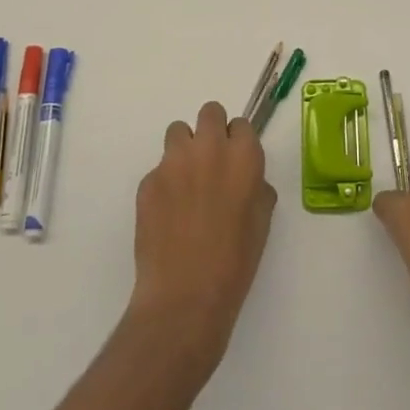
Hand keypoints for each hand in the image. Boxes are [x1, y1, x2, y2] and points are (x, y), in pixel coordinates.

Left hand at [128, 101, 276, 376]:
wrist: (185, 296)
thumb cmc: (234, 262)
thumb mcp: (261, 222)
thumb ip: (256, 188)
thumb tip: (246, 181)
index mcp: (243, 156)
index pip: (241, 125)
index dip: (238, 143)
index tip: (236, 163)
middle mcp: (209, 148)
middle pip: (209, 113)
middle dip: (211, 131)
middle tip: (211, 164)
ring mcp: (174, 162)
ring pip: (178, 132)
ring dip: (184, 149)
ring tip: (185, 183)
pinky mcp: (148, 181)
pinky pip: (159, 169)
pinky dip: (164, 183)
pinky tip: (167, 215)